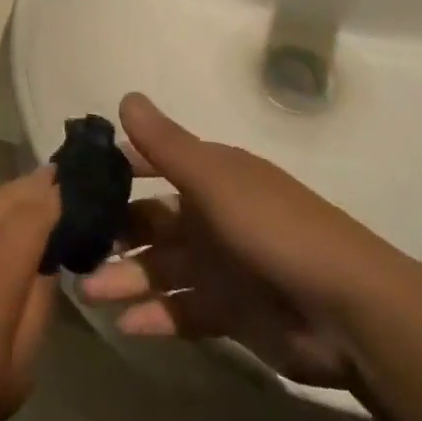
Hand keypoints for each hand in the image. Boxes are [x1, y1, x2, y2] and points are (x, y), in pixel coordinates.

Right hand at [78, 94, 407, 389]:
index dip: (116, 171)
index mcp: (212, 179)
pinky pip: (180, 311)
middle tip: (71, 250)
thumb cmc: (275, 230)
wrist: (350, 312)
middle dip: (113, 235)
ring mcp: (220, 267)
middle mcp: (211, 218)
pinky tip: (126, 324)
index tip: (73, 182)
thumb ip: (166, 144)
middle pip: (149, 224)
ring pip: (159, 270)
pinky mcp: (229, 313)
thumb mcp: (215, 180)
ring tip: (88, 293)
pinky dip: (154, 317)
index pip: (153, 166)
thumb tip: (125, 96)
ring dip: (125, 279)